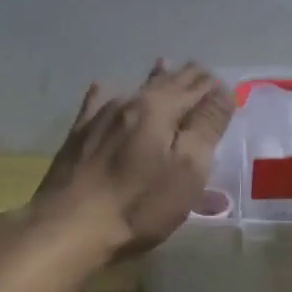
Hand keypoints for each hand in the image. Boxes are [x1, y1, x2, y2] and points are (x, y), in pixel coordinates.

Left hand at [32, 61, 233, 259]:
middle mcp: (129, 103)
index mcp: (159, 108)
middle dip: (185, 77)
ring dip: (153, 79)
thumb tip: (223, 90)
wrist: (67, 227)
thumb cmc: (138, 204)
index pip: (194, 88)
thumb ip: (207, 126)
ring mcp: (99, 118)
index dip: (211, 86)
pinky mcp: (77, 137)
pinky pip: (96, 104)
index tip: (224, 83)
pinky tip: (102, 88)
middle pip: (164, 84)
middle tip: (201, 70)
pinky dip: (106, 94)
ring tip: (163, 64)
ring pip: (133, 90)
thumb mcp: (187, 169)